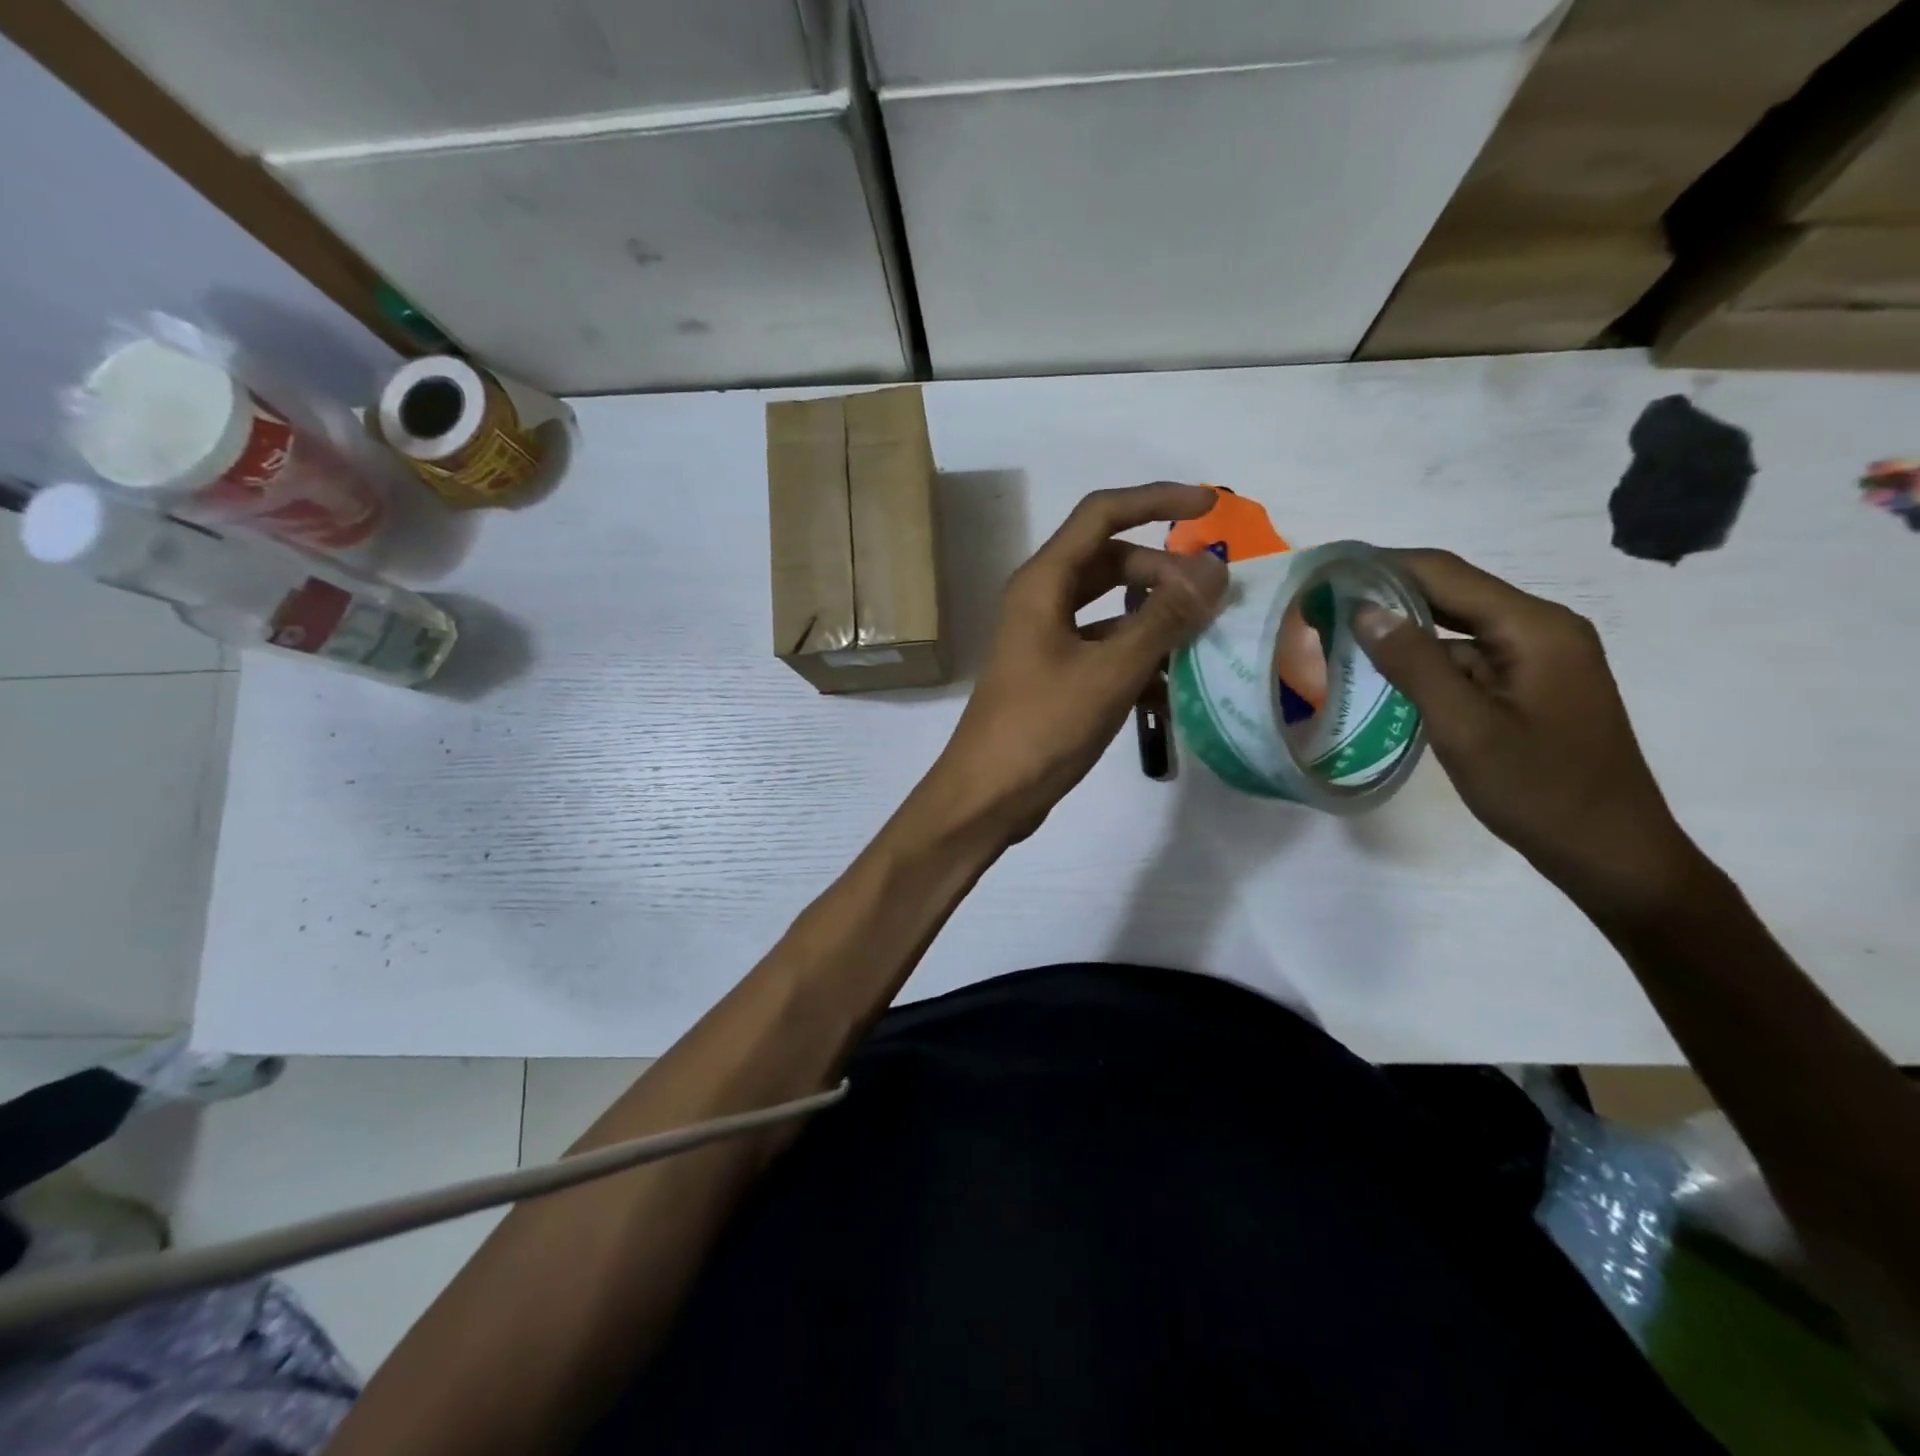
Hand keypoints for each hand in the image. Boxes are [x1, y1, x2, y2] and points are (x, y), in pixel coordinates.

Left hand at [922, 483, 1227, 842]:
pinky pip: (1102, 647)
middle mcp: (1040, 601)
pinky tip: (1172, 687)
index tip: (1209, 506)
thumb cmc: (1043, 728)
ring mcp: (1044, 639)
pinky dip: (1136, 657)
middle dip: (1162, 571)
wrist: (987, 795)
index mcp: (1043, 583)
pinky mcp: (1051, 674)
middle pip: (1110, 561)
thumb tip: (1213, 569)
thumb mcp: (1111, 671)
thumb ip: (1163, 618)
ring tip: (1203, 639)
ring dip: (1154, 617)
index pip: (1102, 514)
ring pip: (1109, 608)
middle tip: (1212, 597)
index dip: (1156, 500)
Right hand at [1354, 549, 1705, 919]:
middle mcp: (1541, 629)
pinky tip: (1384, 674)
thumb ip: (1415, 665)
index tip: (1327, 571)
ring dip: (1403, 629)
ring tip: (1339, 634)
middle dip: (1388, 594)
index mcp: (1535, 628)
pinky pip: (1467, 659)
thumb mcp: (1466, 728)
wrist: (1611, 854)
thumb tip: (1364, 611)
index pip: (1446, 574)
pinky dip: (1424, 661)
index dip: (1384, 566)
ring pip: (1457, 628)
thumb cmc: (1540, 791)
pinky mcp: (1529, 687)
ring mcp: (1538, 659)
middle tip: (1323, 601)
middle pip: (1453, 594)